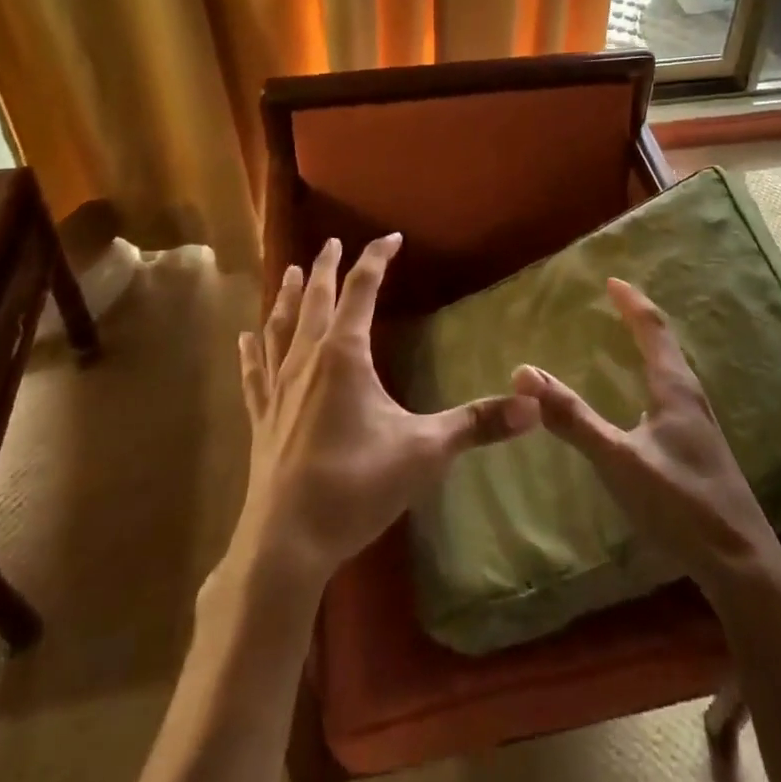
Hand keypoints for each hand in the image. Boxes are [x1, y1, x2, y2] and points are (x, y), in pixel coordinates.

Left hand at [232, 234, 540, 591]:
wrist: (286, 543)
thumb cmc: (357, 486)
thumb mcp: (426, 451)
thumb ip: (478, 424)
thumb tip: (534, 406)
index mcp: (344, 354)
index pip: (362, 289)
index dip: (377, 259)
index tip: (391, 238)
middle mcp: (307, 359)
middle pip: (316, 299)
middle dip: (326, 267)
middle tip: (331, 242)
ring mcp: (278, 388)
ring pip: (280, 327)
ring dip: (288, 297)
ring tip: (292, 273)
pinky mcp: (261, 418)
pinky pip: (254, 372)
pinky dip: (252, 351)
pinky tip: (246, 338)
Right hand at [512, 278, 780, 600]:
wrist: (742, 565)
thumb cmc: (679, 503)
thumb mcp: (618, 460)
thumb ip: (572, 419)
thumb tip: (524, 373)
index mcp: (675, 389)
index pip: (653, 329)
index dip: (632, 303)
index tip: (612, 280)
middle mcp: (690, 398)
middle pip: (665, 346)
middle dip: (639, 321)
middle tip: (614, 305)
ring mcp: (699, 427)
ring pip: (671, 373)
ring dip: (648, 351)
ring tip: (625, 345)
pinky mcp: (699, 451)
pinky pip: (671, 398)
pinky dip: (651, 380)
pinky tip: (641, 406)